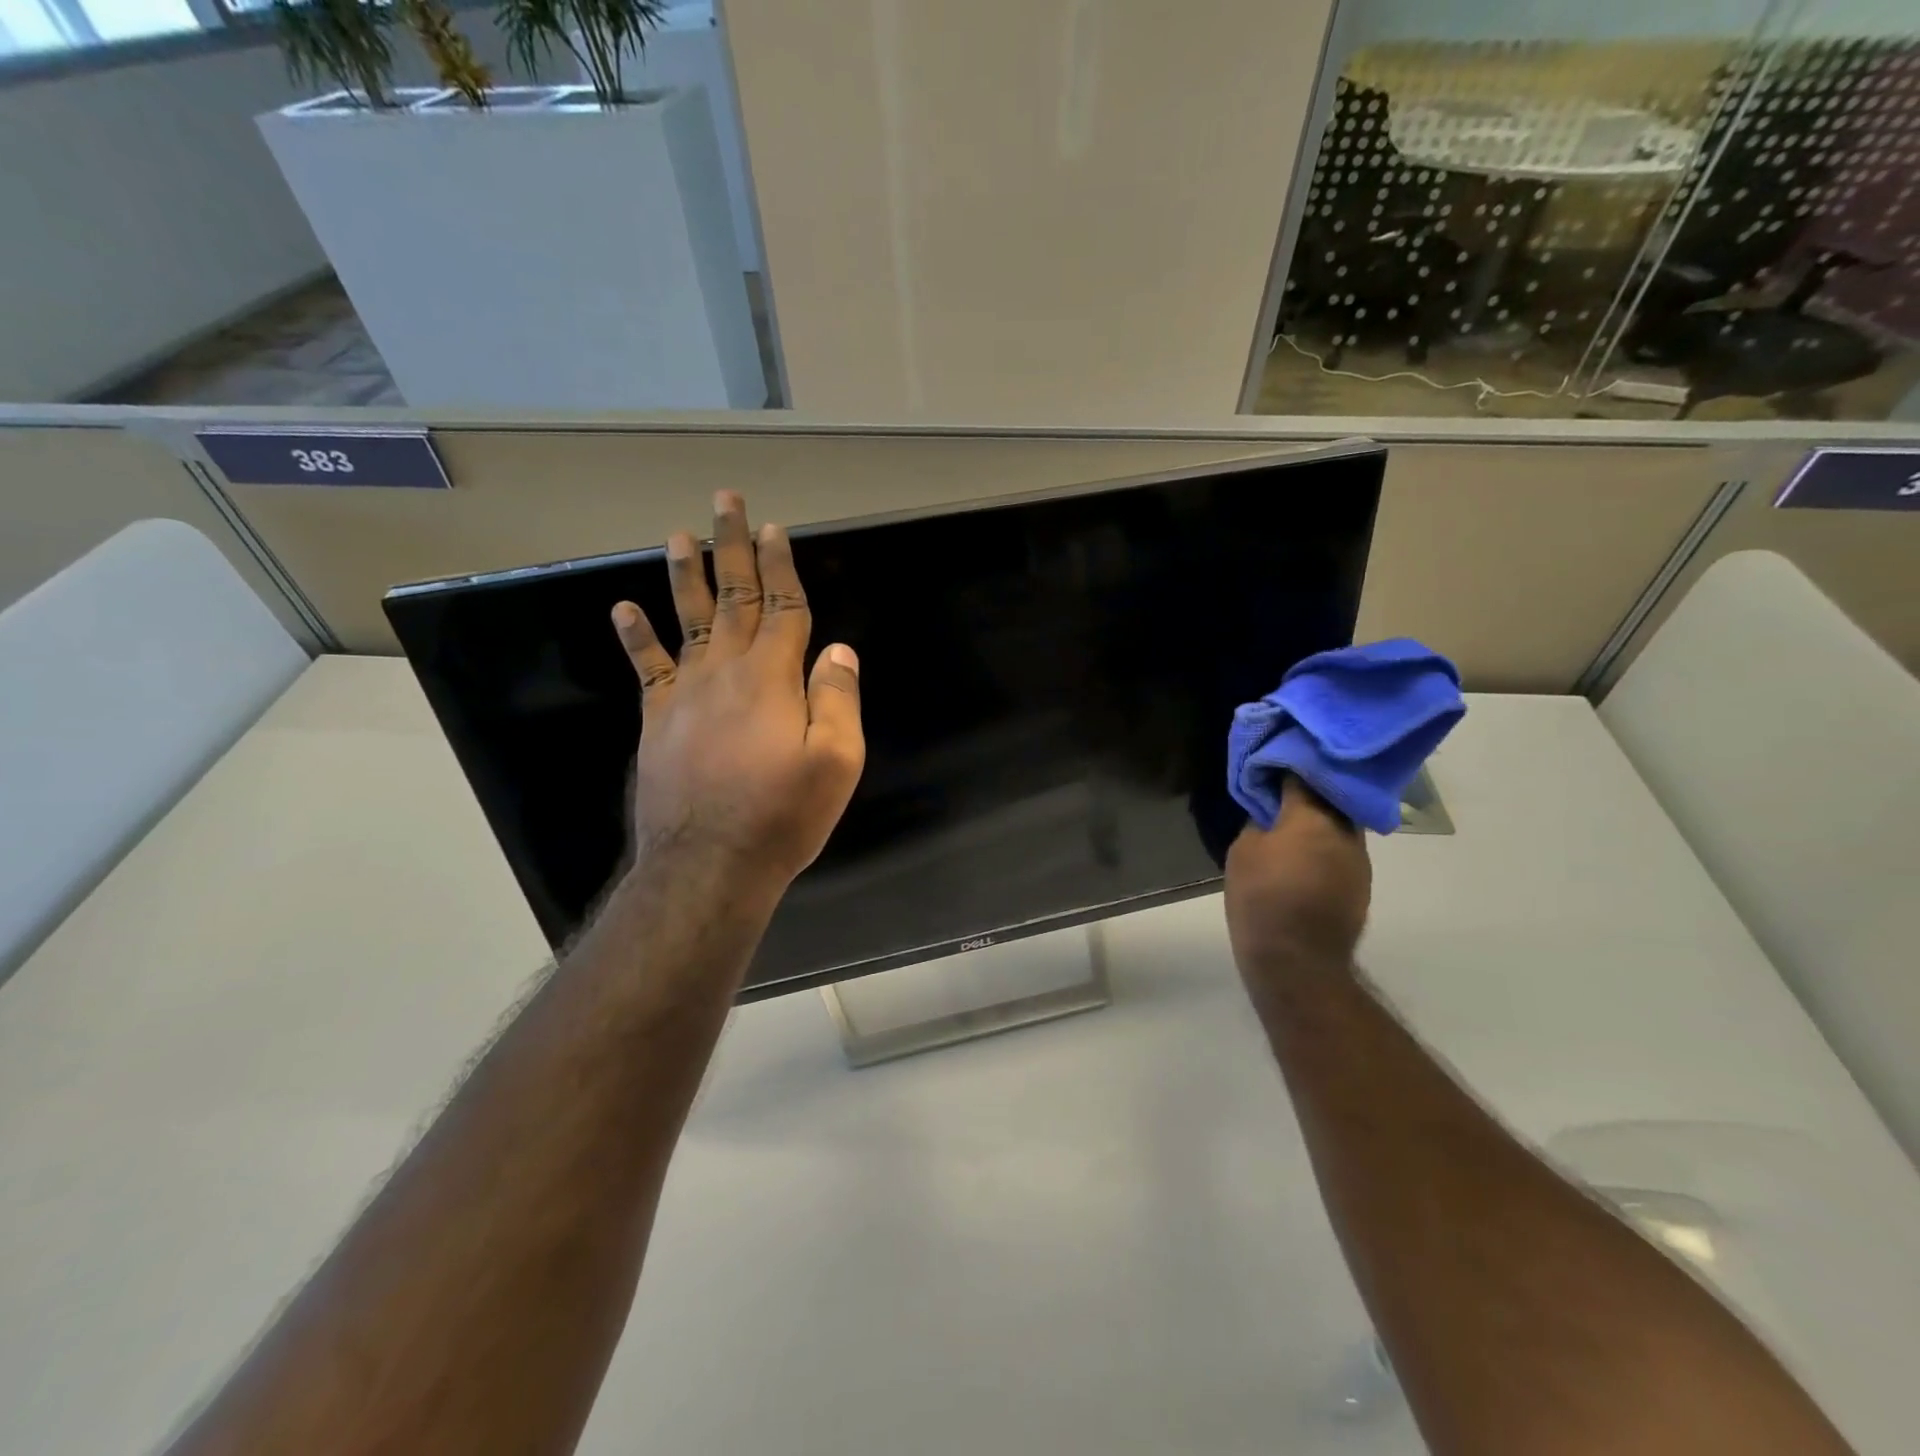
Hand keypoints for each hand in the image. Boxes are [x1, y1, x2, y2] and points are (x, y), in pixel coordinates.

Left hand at [611, 491, 865, 894]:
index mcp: (774, 678)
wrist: (709, 863)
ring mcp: (686, 693)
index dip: (782, 566)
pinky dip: (636, 635)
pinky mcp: (658, 719)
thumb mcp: (836, 762)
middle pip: (734, 598)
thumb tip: (838, 651)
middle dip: (734, 548)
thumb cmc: (783, 816)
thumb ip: (837, 700)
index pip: (783, 608)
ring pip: (687, 619)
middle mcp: (727, 672)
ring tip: (681, 533)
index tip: (776, 529)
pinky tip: (623, 608)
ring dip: (686, 573)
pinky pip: (647, 667)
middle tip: (727, 502)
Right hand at [1224, 777, 1371, 983]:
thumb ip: (1259, 822)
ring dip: (1319, 820)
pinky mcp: (1362, 884)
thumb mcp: (1243, 853)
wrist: (1298, 962)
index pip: (1301, 774)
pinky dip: (1325, 846)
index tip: (1269, 765)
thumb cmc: (1261, 899)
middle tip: (1281, 793)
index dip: (1284, 766)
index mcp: (1312, 816)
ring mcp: (1359, 859)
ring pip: (1339, 824)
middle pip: (1328, 797)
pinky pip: (1342, 851)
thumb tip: (1271, 814)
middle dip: (1307, 792)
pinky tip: (1304, 858)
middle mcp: (1344, 830)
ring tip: (1292, 826)